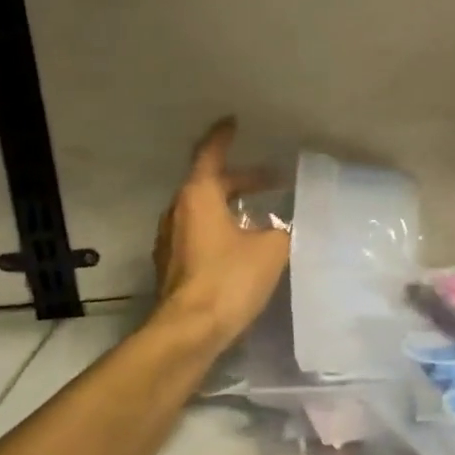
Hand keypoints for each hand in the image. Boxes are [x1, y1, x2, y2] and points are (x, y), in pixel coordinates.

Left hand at [152, 119, 290, 347]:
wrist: (189, 332)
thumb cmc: (229, 279)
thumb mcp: (271, 248)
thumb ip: (282, 229)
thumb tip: (283, 228)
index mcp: (199, 196)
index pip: (210, 154)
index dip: (223, 136)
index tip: (233, 122)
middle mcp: (178, 211)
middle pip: (210, 184)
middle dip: (242, 179)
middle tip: (272, 180)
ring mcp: (171, 240)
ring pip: (203, 210)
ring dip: (231, 206)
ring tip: (262, 213)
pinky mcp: (173, 266)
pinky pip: (199, 233)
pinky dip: (221, 228)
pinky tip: (244, 244)